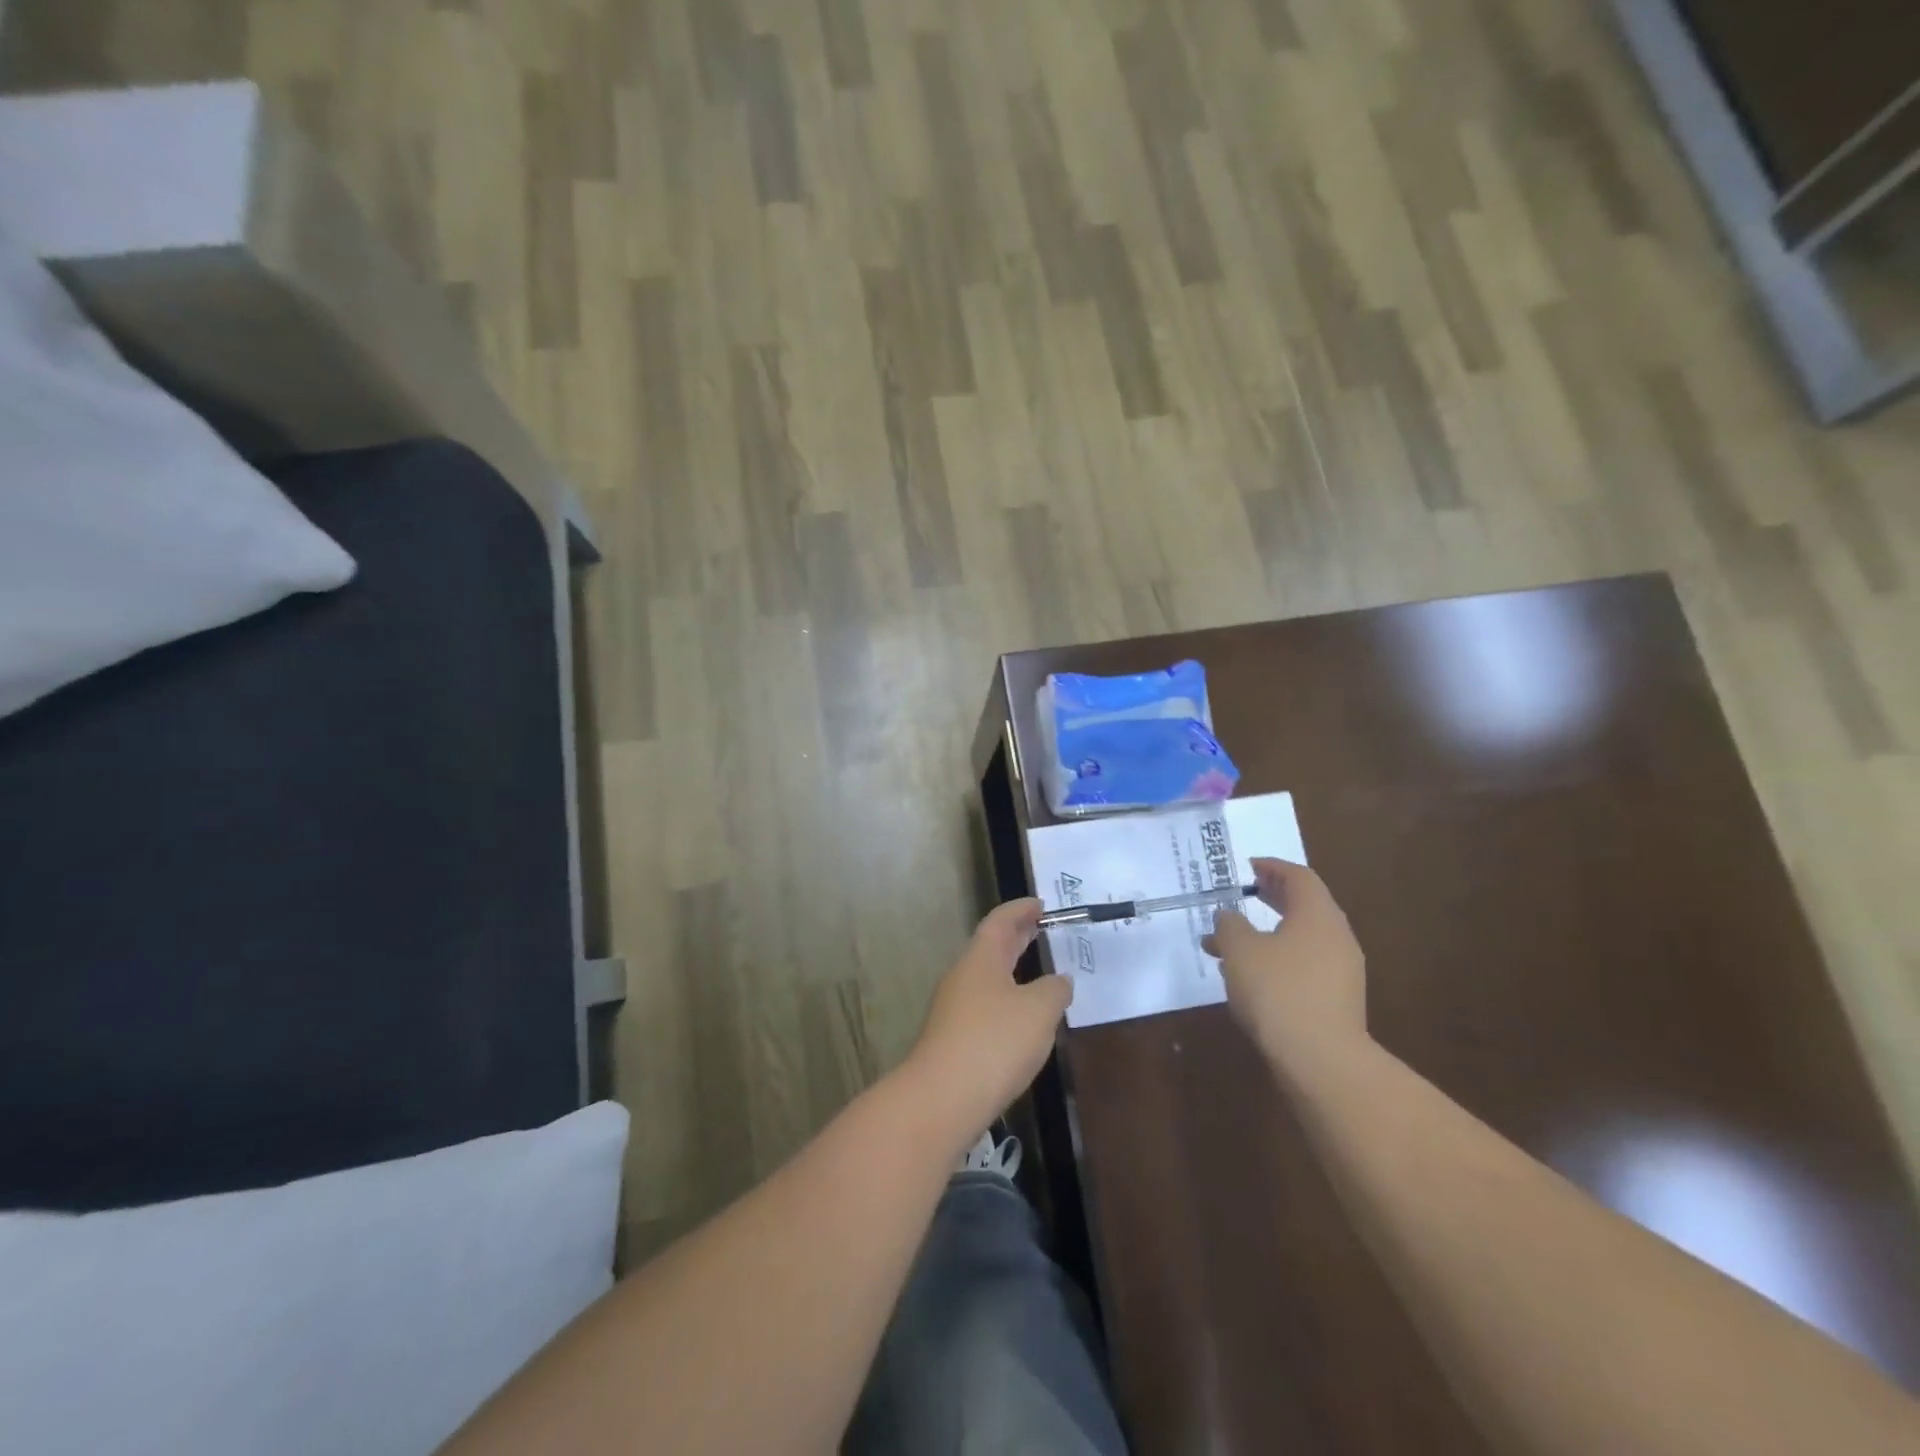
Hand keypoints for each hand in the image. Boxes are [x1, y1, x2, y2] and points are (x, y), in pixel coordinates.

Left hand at [905, 899, 1072, 1143]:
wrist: (942, 1099)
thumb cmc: (994, 1042)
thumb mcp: (1039, 1011)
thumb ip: (1054, 990)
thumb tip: (1059, 981)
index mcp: (981, 959)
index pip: (999, 922)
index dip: (1020, 910)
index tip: (1040, 904)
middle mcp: (963, 978)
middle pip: (990, 948)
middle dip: (1016, 937)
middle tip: (1040, 929)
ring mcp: (954, 1010)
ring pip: (986, 979)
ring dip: (1011, 972)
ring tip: (1037, 975)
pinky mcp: (953, 1041)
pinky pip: (984, 1008)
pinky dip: (1005, 1002)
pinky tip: (1021, 1021)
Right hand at [1202, 858, 1368, 1088]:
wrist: (1321, 1060)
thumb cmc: (1278, 991)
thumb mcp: (1240, 949)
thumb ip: (1230, 924)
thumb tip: (1228, 915)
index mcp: (1318, 914)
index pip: (1299, 876)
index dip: (1272, 867)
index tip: (1248, 866)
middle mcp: (1336, 937)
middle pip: (1304, 905)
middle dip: (1271, 897)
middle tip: (1244, 894)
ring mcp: (1341, 971)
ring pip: (1301, 939)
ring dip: (1267, 934)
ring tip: (1228, 944)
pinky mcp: (1337, 1001)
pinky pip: (1304, 965)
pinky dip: (1277, 959)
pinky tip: (1249, 977)